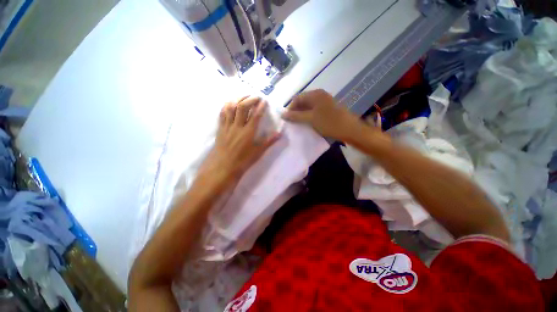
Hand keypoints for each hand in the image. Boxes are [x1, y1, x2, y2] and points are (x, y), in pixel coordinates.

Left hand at [197, 97, 279, 188]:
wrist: (223, 167)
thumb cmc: (243, 161)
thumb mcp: (258, 152)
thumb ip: (269, 142)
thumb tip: (279, 133)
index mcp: (248, 132)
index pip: (255, 115)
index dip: (260, 107)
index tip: (264, 101)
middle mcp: (237, 126)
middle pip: (242, 107)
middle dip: (250, 99)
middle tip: (256, 97)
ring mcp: (227, 126)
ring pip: (231, 107)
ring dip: (238, 99)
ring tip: (244, 96)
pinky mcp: (220, 128)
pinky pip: (222, 114)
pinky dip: (226, 106)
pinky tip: (230, 103)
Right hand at [282, 89, 364, 140]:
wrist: (349, 129)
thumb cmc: (329, 122)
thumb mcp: (310, 119)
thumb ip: (296, 116)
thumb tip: (282, 114)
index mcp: (315, 94)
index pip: (297, 98)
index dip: (290, 108)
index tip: (286, 119)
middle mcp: (319, 95)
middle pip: (303, 101)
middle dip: (296, 111)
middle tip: (291, 122)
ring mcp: (324, 101)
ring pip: (308, 106)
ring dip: (302, 114)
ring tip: (298, 124)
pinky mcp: (328, 108)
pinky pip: (314, 110)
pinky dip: (309, 116)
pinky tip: (307, 123)